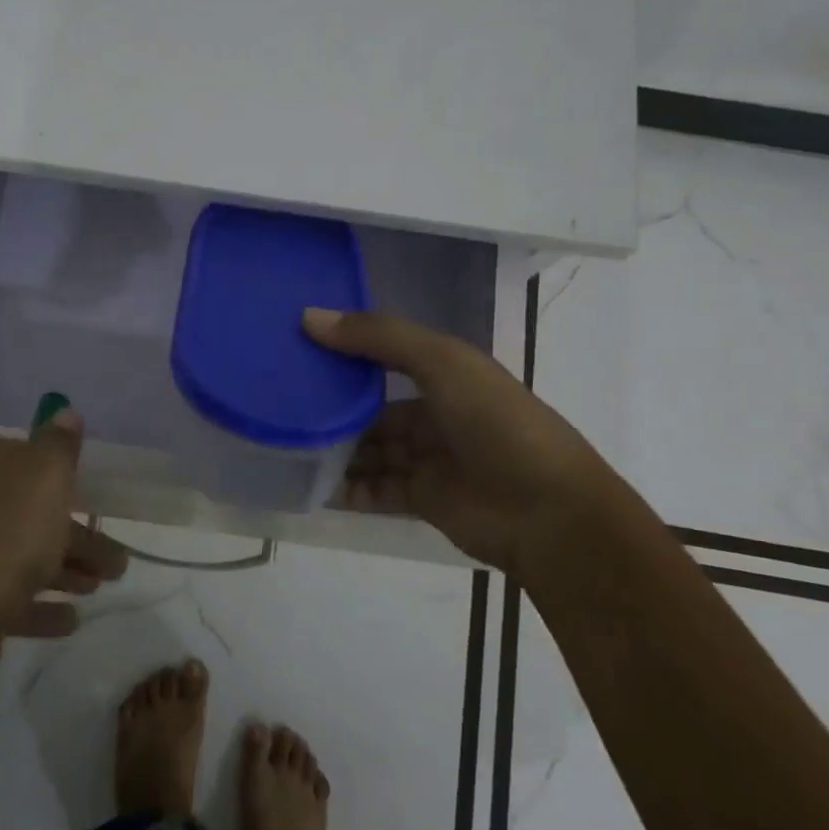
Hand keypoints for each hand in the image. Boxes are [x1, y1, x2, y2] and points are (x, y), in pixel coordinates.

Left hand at [0, 407, 128, 655]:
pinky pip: (2, 596)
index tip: (89, 494)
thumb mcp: (45, 476)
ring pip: (18, 554)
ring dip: (63, 569)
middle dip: (74, 534)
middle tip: (114, 561)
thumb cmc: (4, 535)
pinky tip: (67, 619)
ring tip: (98, 590)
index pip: (21, 454)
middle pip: (26, 511)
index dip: (58, 472)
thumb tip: (64, 410)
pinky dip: (36, 604)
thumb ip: (59, 444)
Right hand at [304, 308, 612, 570]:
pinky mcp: (423, 500)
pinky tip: (312, 484)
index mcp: (446, 373)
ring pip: (370, 450)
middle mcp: (436, 413)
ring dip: (336, 449)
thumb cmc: (496, 422)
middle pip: (373, 408)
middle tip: (281, 405)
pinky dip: (347, 488)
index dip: (345, 353)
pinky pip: (375, 490)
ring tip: (287, 445)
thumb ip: (378, 337)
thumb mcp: (441, 362)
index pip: (385, 356)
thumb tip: (309, 317)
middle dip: (333, 407)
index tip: (296, 349)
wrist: (548, 512)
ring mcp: (429, 460)